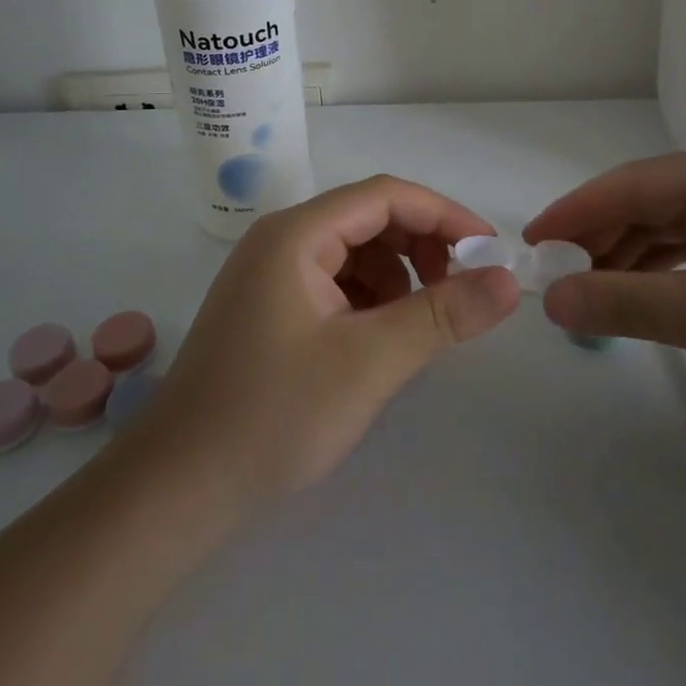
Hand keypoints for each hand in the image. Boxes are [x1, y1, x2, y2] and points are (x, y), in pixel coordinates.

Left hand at [147, 176, 521, 506]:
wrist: (177, 489)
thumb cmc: (273, 415)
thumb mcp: (371, 361)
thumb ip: (444, 314)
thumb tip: (509, 280)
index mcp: (297, 234)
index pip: (386, 196)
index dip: (445, 215)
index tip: (490, 250)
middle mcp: (281, 240)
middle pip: (370, 219)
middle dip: (422, 247)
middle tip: (459, 292)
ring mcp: (271, 275)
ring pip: (355, 253)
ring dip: (398, 278)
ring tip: (415, 327)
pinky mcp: (270, 308)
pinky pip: (335, 283)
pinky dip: (369, 301)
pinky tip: (377, 342)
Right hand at [524, 146, 685, 422]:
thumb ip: (625, 303)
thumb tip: (551, 299)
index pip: (632, 183)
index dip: (576, 211)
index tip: (530, 241)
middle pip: (650, 201)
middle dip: (600, 237)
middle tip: (555, 275)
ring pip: (672, 226)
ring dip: (629, 256)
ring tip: (587, 290)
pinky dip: (663, 269)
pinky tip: (639, 293)